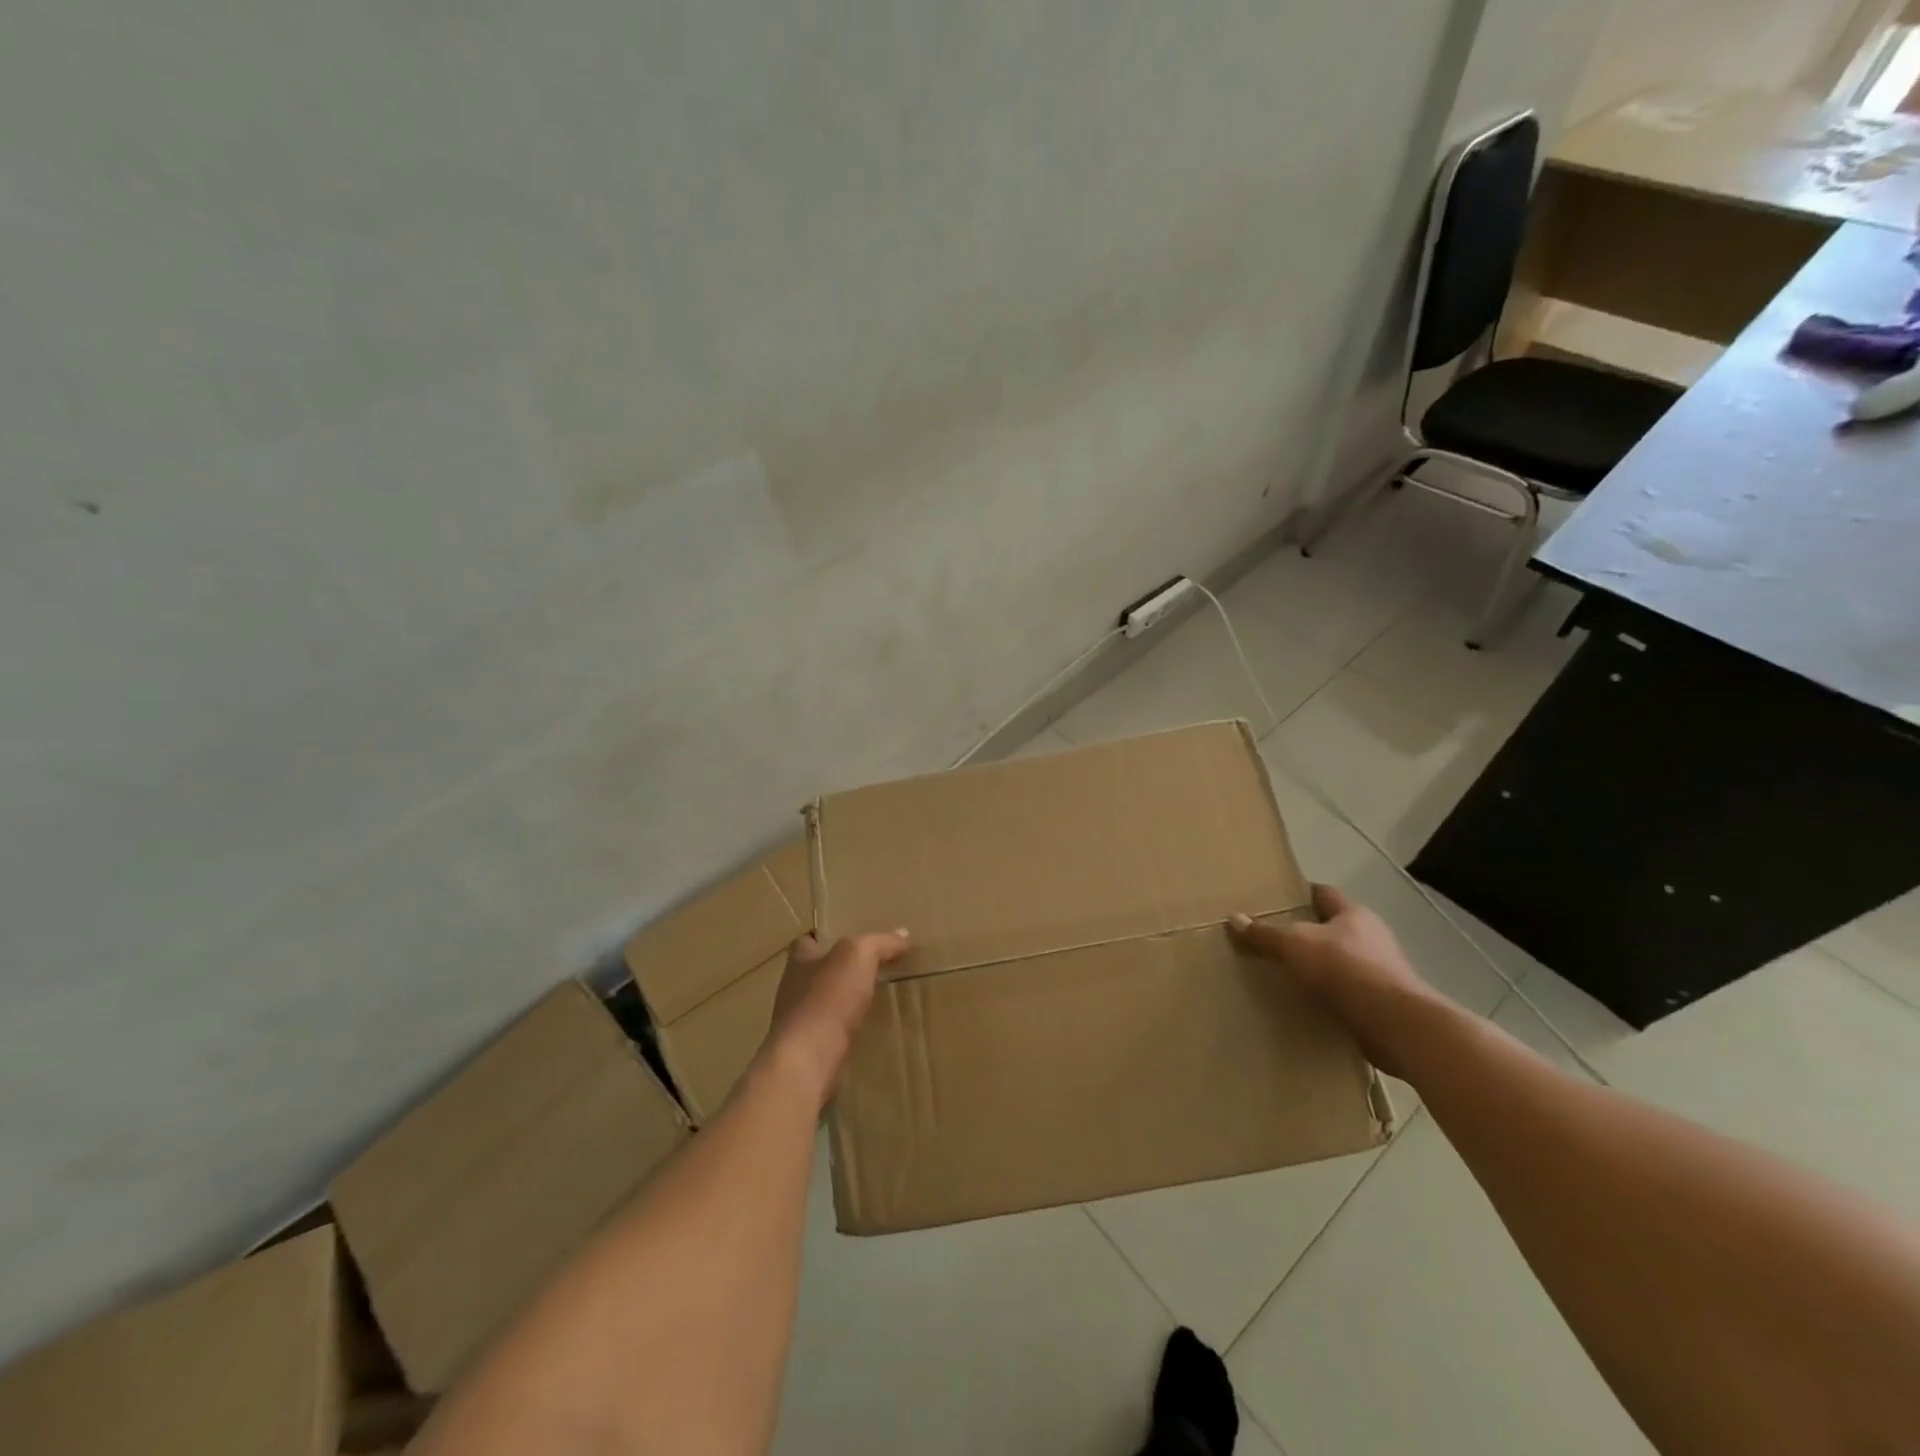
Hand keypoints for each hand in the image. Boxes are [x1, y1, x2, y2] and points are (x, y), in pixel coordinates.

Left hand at [762, 930, 910, 1106]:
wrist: (809, 1059)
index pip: (807, 941)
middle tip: (872, 965)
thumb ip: (880, 943)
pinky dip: (847, 1027)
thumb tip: (903, 934)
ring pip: (824, 1002)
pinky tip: (868, 1028)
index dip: (825, 937)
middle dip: (839, 969)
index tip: (849, 937)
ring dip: (844, 1000)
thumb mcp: (858, 956)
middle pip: (816, 971)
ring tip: (876, 996)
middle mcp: (794, 988)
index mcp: (799, 960)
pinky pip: (831, 1031)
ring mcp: (799, 1021)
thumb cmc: (828, 997)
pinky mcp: (809, 1048)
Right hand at [1230, 885, 1439, 1076]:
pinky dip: (1330, 995)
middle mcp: (1372, 938)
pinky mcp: (1382, 1004)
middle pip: (1333, 928)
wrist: (1396, 1024)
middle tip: (1274, 939)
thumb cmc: (1346, 969)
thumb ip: (1265, 934)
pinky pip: (1348, 992)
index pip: (1324, 894)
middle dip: (1307, 933)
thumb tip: (1233, 918)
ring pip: (1342, 961)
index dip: (1301, 894)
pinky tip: (1309, 1003)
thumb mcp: (1295, 945)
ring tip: (1287, 973)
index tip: (1277, 899)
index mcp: (1354, 915)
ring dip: (1319, 967)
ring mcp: (1381, 972)